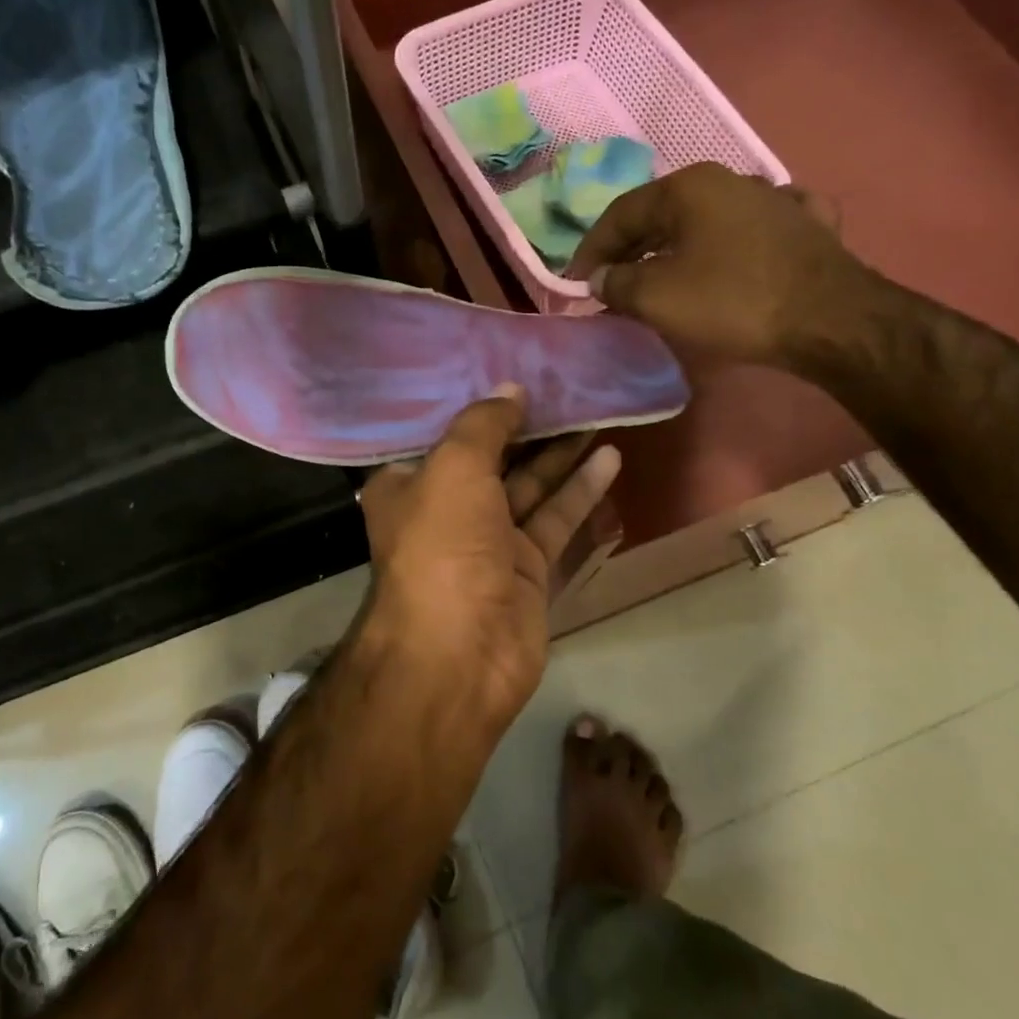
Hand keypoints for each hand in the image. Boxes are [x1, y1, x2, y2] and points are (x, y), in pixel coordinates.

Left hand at [356, 386, 621, 728]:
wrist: (460, 654)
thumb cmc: (443, 546)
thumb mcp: (453, 468)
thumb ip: (483, 424)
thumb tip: (510, 389)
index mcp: (408, 483)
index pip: (440, 431)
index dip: (474, 401)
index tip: (508, 364)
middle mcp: (445, 508)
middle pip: (491, 456)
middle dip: (526, 424)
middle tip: (565, 383)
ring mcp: (488, 540)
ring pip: (528, 485)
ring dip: (559, 452)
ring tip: (595, 409)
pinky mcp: (526, 566)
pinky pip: (554, 518)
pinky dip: (580, 489)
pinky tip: (610, 455)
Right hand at [564, 163, 880, 367]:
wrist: (831, 320)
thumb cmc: (732, 301)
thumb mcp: (656, 297)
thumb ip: (616, 282)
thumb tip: (600, 278)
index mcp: (688, 187)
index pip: (620, 213)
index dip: (590, 250)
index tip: (573, 283)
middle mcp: (729, 180)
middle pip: (661, 214)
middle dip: (629, 249)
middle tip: (608, 283)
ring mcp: (774, 199)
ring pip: (706, 220)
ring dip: (675, 247)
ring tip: (658, 275)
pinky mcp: (806, 226)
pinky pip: (753, 229)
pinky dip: (730, 243)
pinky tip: (733, 252)